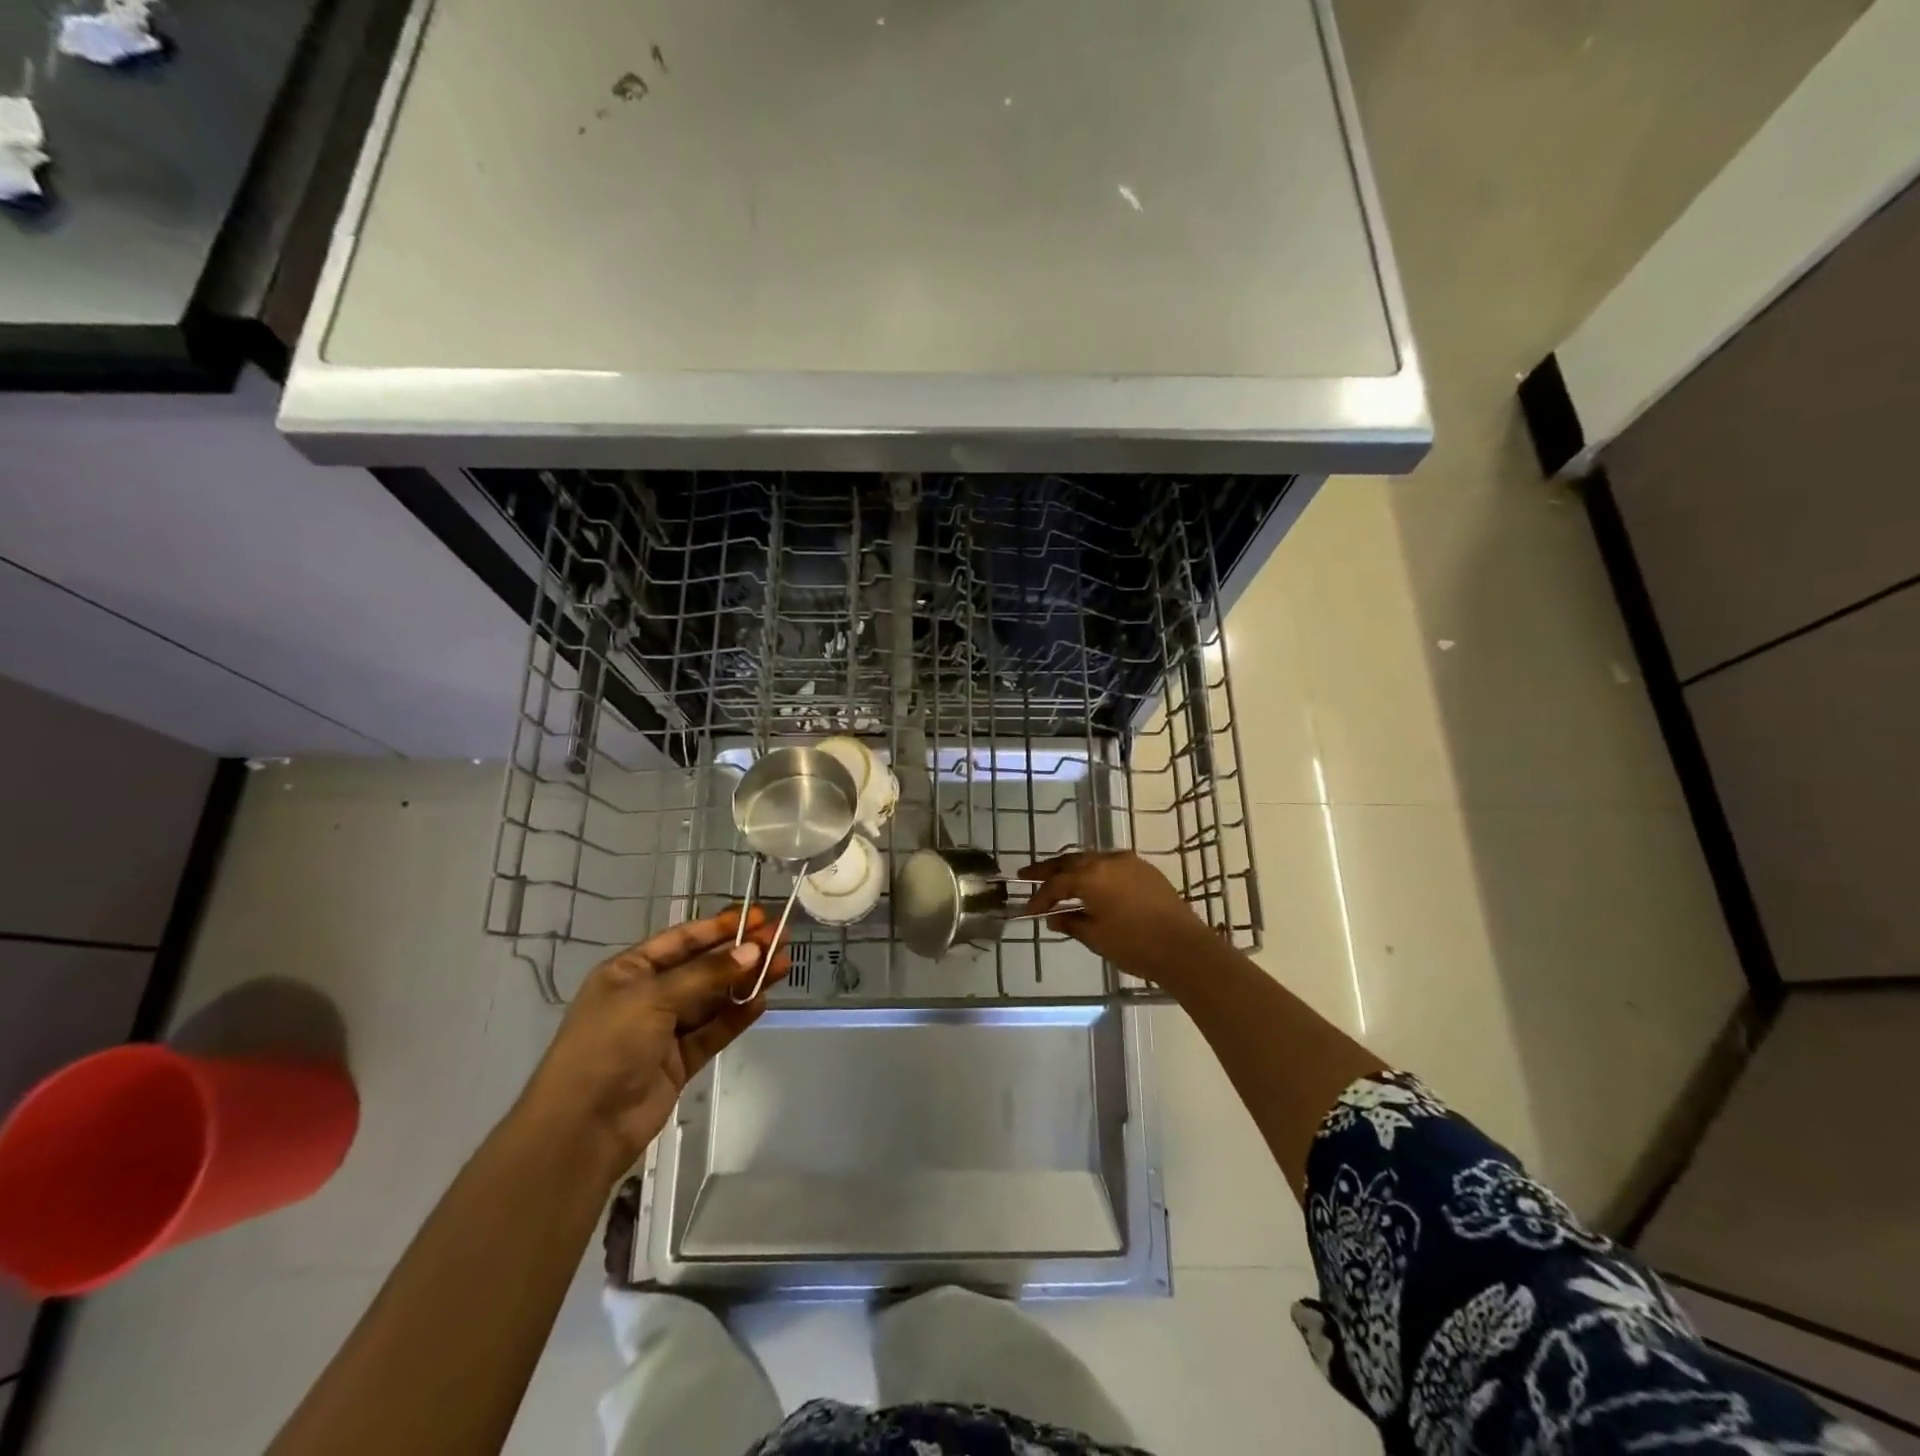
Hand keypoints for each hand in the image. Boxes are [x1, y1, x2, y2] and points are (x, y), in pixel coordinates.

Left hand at [516, 907, 789, 1171]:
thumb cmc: (609, 1045)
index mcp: (630, 971)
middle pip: (703, 966)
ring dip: (746, 981)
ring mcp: (665, 1030)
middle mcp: (648, 995)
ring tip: (783, 964)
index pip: (682, 940)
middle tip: (781, 937)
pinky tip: (763, 1000)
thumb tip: (752, 952)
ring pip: (714, 998)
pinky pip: (714, 1030)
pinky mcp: (680, 1061)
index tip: (758, 917)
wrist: (583, 1127)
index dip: (720, 927)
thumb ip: (707, 974)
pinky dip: (737, 1015)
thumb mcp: (654, 998)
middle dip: (741, 952)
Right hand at [1020, 851, 1218, 986]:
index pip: (1056, 884)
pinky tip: (1092, 884)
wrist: (1185, 948)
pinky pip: (1111, 864)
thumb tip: (1054, 917)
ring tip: (1059, 879)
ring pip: (1092, 859)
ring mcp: (1129, 862)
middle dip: (1049, 870)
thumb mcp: (1096, 937)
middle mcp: (1107, 860)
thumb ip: (1071, 923)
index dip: (1040, 897)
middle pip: (1070, 862)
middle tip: (1027, 874)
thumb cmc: (1134, 944)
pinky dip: (1095, 872)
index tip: (1029, 910)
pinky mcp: (1146, 870)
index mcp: (1090, 876)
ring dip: (1073, 868)